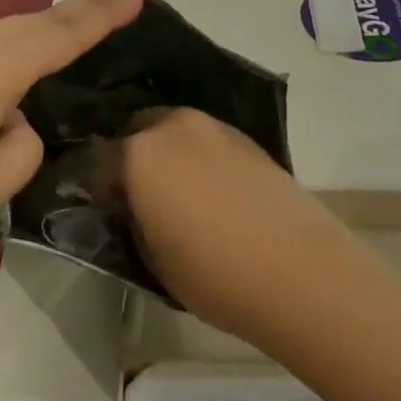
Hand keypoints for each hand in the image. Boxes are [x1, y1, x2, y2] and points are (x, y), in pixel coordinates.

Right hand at [121, 108, 355, 337]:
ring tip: (184, 197)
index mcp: (139, 154)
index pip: (100, 161)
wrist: (300, 272)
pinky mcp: (249, 139)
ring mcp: (215, 127)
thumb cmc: (213, 273)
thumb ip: (134, 222)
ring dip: (171, 155)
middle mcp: (174, 127)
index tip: (112, 213)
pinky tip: (217, 196)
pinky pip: (209, 142)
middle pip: (139, 132)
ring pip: (176, 132)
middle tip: (144, 198)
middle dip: (135, 158)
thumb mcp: (152, 259)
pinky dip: (203, 160)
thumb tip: (134, 209)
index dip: (101, 189)